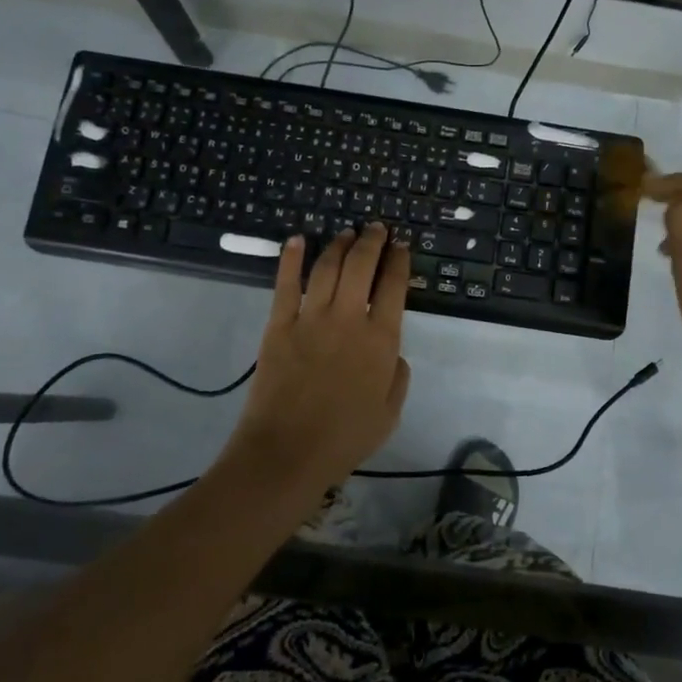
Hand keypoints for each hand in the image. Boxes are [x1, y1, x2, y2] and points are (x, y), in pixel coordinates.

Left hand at [225, 224, 412, 492]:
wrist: (287, 453)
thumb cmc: (344, 439)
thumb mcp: (389, 413)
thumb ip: (398, 377)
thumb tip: (394, 352)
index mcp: (381, 340)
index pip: (395, 286)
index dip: (399, 261)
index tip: (402, 246)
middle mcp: (349, 319)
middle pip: (362, 265)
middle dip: (372, 240)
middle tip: (376, 228)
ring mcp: (311, 318)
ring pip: (328, 267)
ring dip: (339, 244)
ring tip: (347, 233)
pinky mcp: (279, 325)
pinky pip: (286, 284)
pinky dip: (292, 258)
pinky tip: (297, 240)